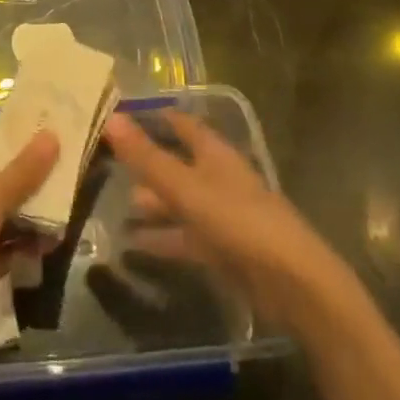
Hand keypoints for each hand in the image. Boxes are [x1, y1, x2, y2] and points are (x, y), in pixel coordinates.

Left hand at [0, 132, 59, 355]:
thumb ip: (24, 170)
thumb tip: (52, 134)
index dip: (9, 149)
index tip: (42, 147)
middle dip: (27, 186)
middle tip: (63, 180)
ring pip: (4, 221)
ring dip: (31, 219)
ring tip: (65, 214)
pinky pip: (6, 251)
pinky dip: (26, 248)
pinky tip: (52, 245)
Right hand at [104, 111, 349, 334]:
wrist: (292, 284)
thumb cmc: (238, 221)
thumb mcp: (185, 187)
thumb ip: (147, 157)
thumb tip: (110, 118)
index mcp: (215, 154)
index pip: (181, 124)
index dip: (154, 117)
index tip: (121, 115)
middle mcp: (218, 178)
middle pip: (178, 164)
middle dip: (147, 164)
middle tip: (108, 164)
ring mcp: (222, 215)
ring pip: (179, 202)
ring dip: (152, 204)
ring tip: (113, 207)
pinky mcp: (223, 250)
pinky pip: (185, 237)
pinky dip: (161, 238)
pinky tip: (133, 244)